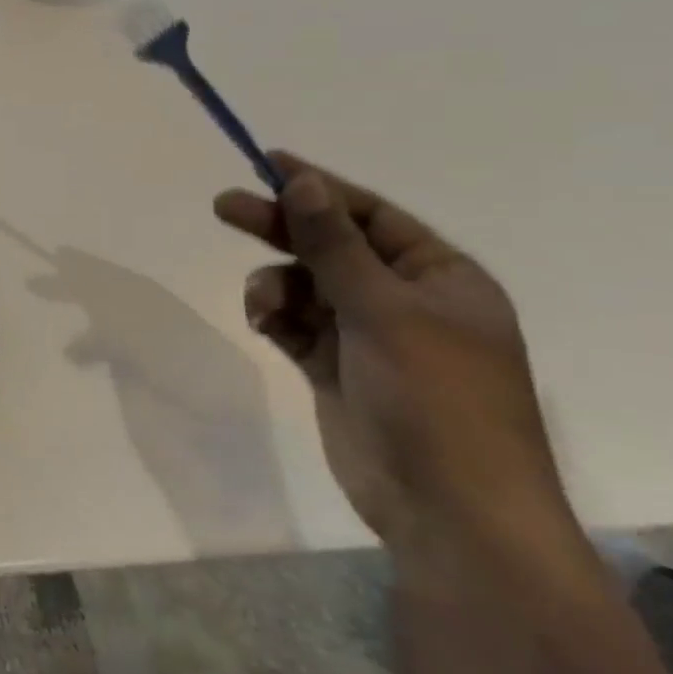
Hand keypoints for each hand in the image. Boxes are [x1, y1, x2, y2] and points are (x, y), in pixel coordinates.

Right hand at [214, 154, 563, 551]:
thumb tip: (304, 181)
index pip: (372, 216)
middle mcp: (403, 300)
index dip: (321, 188)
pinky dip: (273, 316)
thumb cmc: (436, 398)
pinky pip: (292, 322)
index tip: (268, 163)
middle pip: (329, 246)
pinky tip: (262, 324)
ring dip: (275, 286)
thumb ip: (335, 245)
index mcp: (440, 279)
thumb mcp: (384, 310)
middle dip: (280, 228)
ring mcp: (367, 336)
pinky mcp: (333, 366)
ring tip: (263, 306)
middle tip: (224, 206)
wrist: (448, 509)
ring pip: (303, 285)